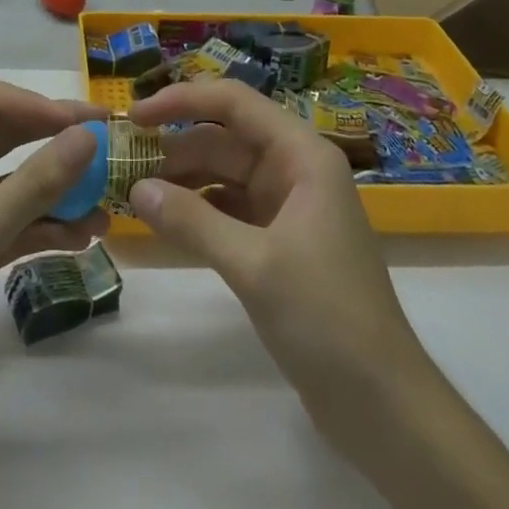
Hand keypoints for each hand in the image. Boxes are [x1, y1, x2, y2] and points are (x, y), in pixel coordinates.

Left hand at [0, 79, 109, 456]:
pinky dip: (44, 226)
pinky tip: (82, 238)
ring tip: (103, 200)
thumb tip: (87, 136)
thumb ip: (35, 184)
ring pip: (10, 183)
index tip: (80, 124)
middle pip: (1, 136)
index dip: (33, 104)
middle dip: (51, 138)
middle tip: (105, 143)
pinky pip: (10, 224)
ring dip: (55, 188)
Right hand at [127, 79, 415, 423]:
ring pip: (223, 173)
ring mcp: (287, 205)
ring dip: (182, 180)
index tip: (135, 114)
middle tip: (124, 163)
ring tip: (135, 192)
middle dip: (175, 146)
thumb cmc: (327, 319)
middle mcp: (294, 168)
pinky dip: (198, 211)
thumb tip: (136, 189)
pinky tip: (166, 222)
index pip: (233, 102)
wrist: (384, 408)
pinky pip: (229, 208)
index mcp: (301, 154)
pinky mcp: (279, 241)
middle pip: (224, 138)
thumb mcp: (254, 266)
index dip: (182, 100)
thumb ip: (192, 222)